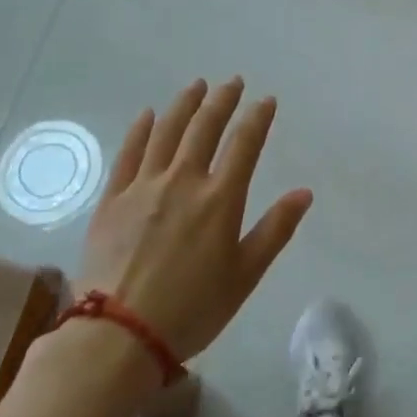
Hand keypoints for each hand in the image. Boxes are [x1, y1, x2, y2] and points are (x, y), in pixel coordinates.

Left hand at [79, 78, 312, 361]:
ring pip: (166, 132)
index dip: (258, 118)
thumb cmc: (193, 309)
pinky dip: (141, 130)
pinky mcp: (113, 199)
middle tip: (233, 82)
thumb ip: (275, 229)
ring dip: (184, 104)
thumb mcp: (245, 275)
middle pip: (204, 127)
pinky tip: (148, 115)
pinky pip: (128, 154)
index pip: (244, 144)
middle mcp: (183, 181)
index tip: (266, 100)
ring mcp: (143, 187)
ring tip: (196, 85)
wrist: (119, 334)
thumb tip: (304, 192)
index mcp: (220, 199)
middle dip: (222, 100)